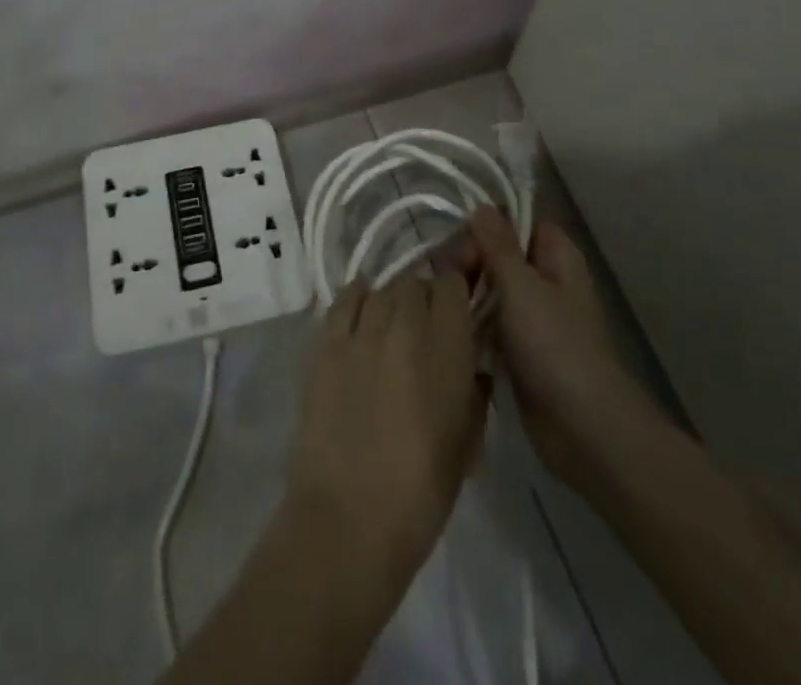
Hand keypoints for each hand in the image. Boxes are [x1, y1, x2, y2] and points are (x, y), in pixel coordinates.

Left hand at [287, 274, 485, 585]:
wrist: (350, 518)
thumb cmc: (422, 492)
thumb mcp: (467, 443)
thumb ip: (473, 392)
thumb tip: (472, 368)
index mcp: (447, 349)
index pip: (452, 284)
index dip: (455, 291)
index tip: (456, 307)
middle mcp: (406, 326)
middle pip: (415, 283)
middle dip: (423, 298)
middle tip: (424, 326)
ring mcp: (362, 331)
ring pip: (381, 289)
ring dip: (391, 302)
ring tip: (390, 325)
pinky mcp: (326, 343)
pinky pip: (343, 300)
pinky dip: (355, 298)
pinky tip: (360, 310)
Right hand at [466, 207, 653, 490]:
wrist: (585, 429)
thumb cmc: (556, 346)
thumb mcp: (522, 287)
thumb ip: (498, 245)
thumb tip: (482, 207)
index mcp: (556, 256)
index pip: (516, 220)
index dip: (487, 226)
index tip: (462, 246)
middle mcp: (546, 280)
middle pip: (498, 253)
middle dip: (471, 262)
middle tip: (452, 281)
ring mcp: (534, 317)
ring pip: (491, 289)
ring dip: (468, 295)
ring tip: (445, 308)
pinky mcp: (521, 350)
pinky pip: (490, 324)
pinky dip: (473, 326)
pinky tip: (452, 332)